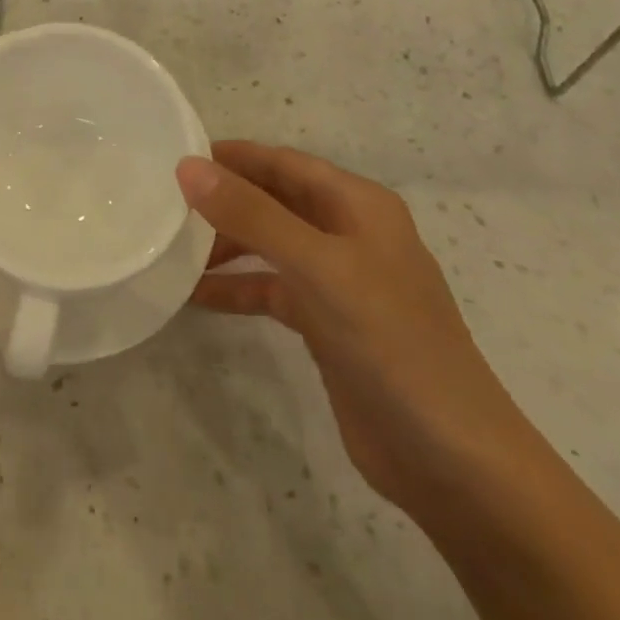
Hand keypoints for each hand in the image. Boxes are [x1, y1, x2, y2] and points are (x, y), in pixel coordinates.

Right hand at [178, 141, 541, 518]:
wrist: (454, 463)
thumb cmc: (390, 343)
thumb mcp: (318, 268)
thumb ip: (252, 214)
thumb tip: (187, 167)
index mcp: (357, 204)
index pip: (283, 162)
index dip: (232, 156)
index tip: (176, 156)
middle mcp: (349, 233)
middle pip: (275, 200)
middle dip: (225, 198)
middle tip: (165, 203)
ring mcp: (340, 281)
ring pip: (270, 244)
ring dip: (226, 244)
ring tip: (172, 248)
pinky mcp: (329, 325)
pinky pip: (272, 290)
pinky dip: (238, 288)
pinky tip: (196, 296)